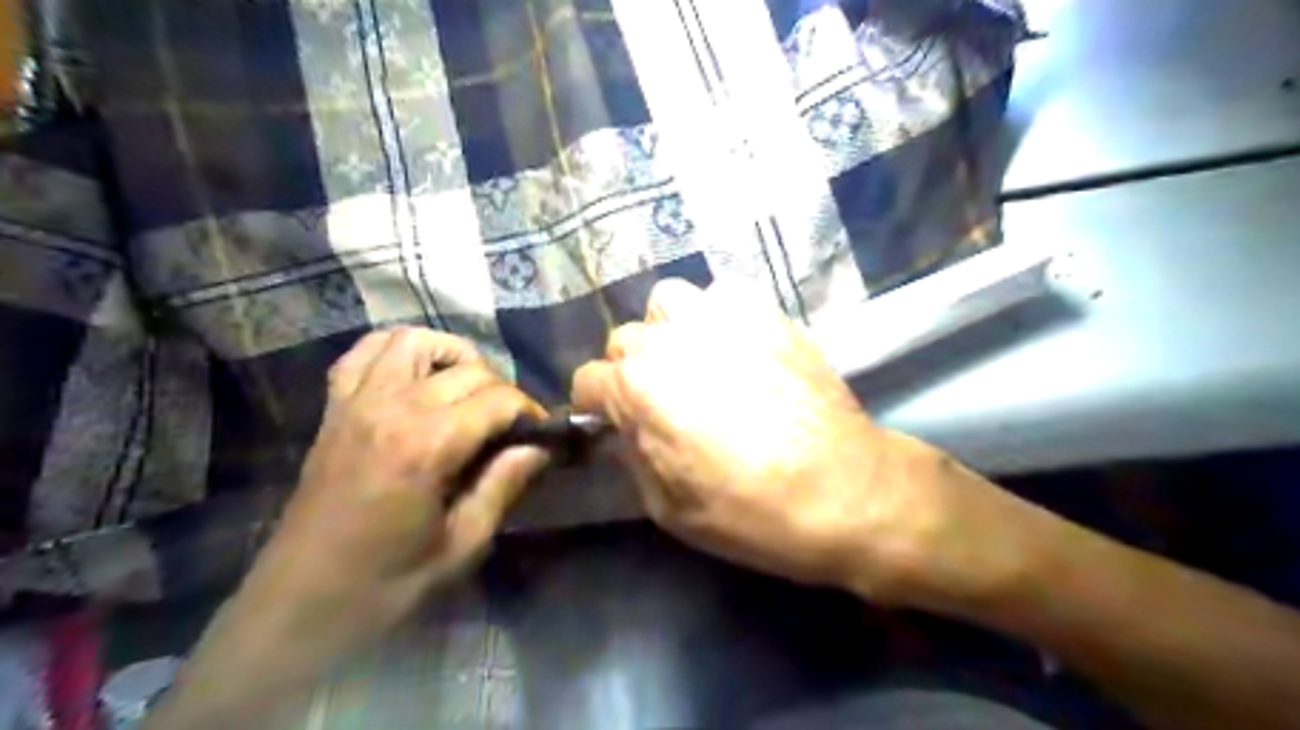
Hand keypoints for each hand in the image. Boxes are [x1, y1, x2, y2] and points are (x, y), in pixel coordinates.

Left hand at [142, 331, 546, 728]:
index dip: (531, 411)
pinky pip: (364, 352)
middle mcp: (391, 408)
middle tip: (511, 425)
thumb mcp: (462, 544)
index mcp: (427, 446)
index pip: (498, 399)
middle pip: (467, 369)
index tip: (543, 434)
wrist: (299, 605)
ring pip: (414, 340)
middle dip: (502, 390)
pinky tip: (417, 376)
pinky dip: (397, 351)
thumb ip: (504, 484)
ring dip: (452, 356)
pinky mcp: (334, 409)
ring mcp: (356, 402)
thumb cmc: (387, 584)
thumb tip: (542, 447)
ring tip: (468, 390)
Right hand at [577, 277, 1013, 607]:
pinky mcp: (766, 312)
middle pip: (624, 340)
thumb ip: (632, 456)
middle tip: (661, 400)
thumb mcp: (670, 508)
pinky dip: (715, 317)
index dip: (594, 405)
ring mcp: (723, 318)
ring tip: (693, 361)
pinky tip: (734, 348)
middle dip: (630, 371)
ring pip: (668, 303)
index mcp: (640, 389)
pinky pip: (721, 296)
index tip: (610, 422)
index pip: (587, 380)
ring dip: (668, 330)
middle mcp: (672, 340)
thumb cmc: (752, 512)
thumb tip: (622, 428)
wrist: (845, 491)